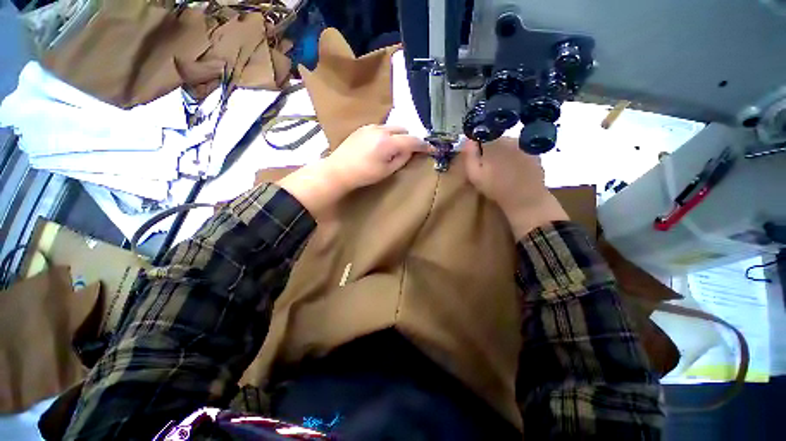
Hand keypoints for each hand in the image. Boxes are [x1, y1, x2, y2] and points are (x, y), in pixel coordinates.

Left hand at [279, 125, 426, 217]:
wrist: (339, 170)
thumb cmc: (364, 175)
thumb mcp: (387, 171)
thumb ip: (402, 158)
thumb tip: (411, 151)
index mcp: (388, 142)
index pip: (412, 140)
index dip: (423, 145)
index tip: (431, 149)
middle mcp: (381, 129)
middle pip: (404, 129)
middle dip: (409, 139)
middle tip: (407, 152)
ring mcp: (371, 126)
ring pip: (393, 127)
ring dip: (398, 136)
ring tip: (392, 149)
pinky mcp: (363, 127)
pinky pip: (381, 128)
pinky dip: (387, 134)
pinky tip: (379, 146)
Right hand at [463, 138, 567, 238]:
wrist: (525, 198)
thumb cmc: (496, 188)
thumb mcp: (475, 175)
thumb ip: (470, 156)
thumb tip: (468, 139)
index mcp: (493, 144)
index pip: (482, 138)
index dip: (478, 148)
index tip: (477, 159)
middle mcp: (510, 139)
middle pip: (496, 140)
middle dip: (492, 150)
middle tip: (489, 166)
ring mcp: (524, 145)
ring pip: (509, 145)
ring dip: (504, 153)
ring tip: (503, 169)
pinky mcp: (535, 153)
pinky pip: (522, 151)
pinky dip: (517, 157)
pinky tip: (516, 170)